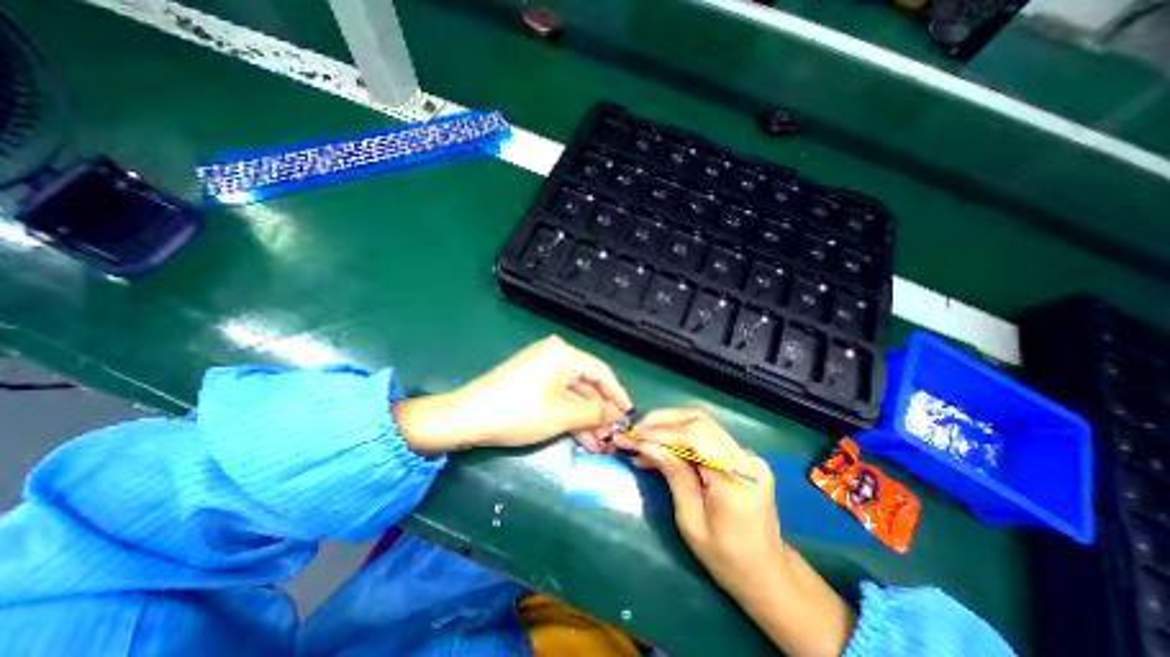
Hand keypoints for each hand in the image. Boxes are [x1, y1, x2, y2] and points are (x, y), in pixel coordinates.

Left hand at [393, 336, 630, 453]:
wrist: (466, 419)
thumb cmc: (518, 411)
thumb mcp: (561, 414)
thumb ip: (594, 413)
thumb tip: (617, 414)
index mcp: (562, 353)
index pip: (600, 372)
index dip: (617, 394)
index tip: (629, 414)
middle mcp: (554, 357)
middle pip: (586, 385)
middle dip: (600, 413)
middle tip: (613, 436)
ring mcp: (541, 371)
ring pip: (572, 396)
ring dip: (586, 420)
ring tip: (599, 445)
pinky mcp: (531, 385)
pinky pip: (558, 400)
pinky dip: (569, 418)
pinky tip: (582, 440)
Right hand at [615, 405, 855, 655]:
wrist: (766, 573)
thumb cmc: (725, 558)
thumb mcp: (690, 521)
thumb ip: (673, 474)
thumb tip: (646, 444)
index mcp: (736, 480)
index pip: (696, 436)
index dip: (661, 431)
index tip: (634, 435)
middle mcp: (747, 460)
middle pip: (700, 420)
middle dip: (663, 421)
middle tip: (636, 431)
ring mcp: (748, 455)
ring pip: (702, 423)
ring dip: (669, 427)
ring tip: (642, 440)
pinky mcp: (743, 456)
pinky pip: (706, 437)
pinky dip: (680, 437)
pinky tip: (660, 449)